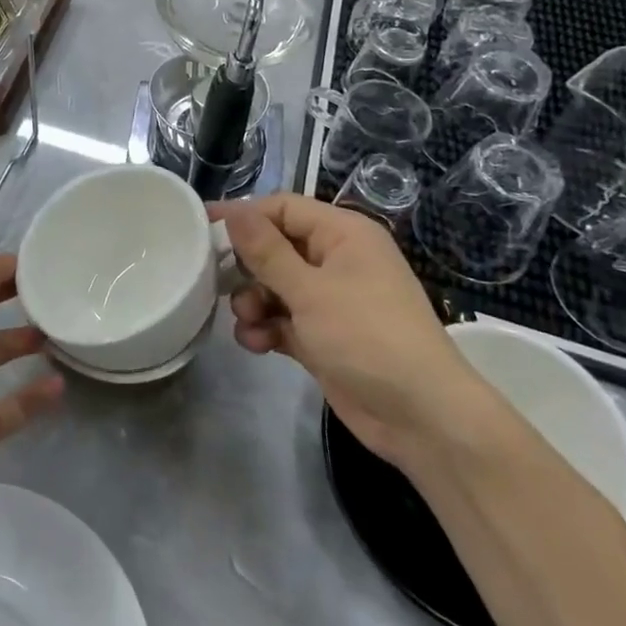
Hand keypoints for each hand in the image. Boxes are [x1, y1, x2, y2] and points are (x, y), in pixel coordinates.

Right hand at [209, 195, 486, 466]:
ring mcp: (332, 300)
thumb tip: (234, 213)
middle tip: (218, 282)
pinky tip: (256, 344)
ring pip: (276, 286)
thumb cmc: (367, 337)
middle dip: (247, 266)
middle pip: (276, 247)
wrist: (422, 418)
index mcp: (343, 234)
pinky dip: (268, 328)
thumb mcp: (310, 290)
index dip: (243, 215)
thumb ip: (266, 251)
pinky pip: (285, 319)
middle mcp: (338, 260)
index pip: (282, 208)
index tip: (202, 228)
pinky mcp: (325, 336)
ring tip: (246, 321)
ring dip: (254, 301)